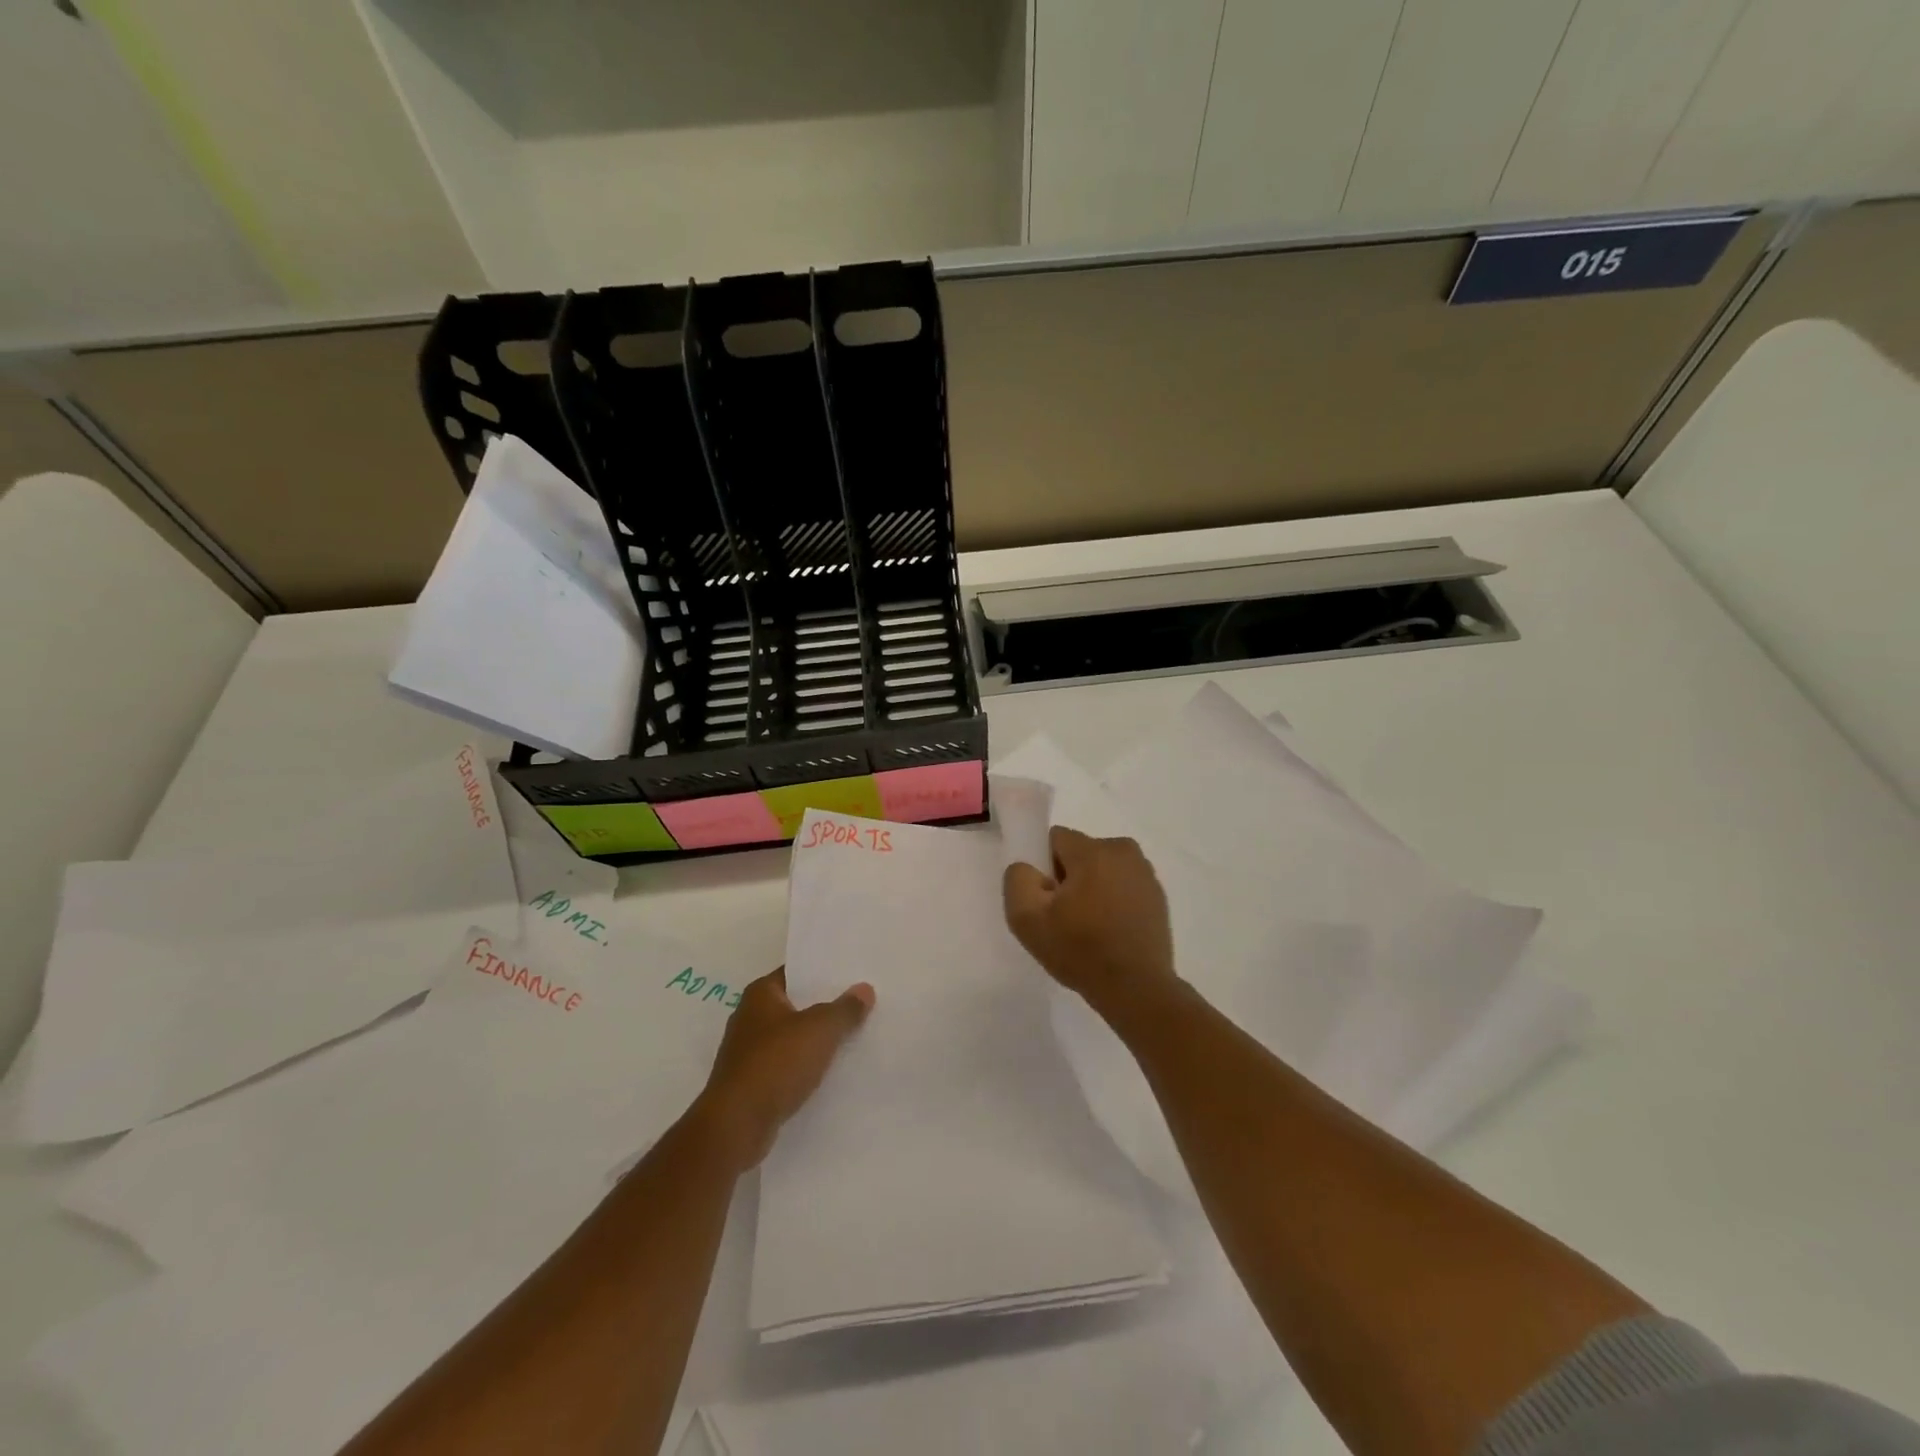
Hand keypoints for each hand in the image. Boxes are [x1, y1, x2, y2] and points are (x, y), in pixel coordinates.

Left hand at [690, 967, 873, 1169]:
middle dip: (824, 1006)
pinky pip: (786, 1066)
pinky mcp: (751, 1084)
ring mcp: (748, 1053)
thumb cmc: (776, 1064)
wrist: (736, 1126)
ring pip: (792, 1038)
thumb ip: (845, 1009)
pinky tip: (830, 1072)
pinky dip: (805, 1067)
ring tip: (853, 1037)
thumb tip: (864, 989)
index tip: (853, 974)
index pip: (796, 972)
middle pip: (796, 1005)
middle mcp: (750, 1017)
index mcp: (760, 994)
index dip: (824, 972)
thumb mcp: (820, 1030)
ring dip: (815, 1040)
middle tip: (861, 1004)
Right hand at [1003, 826, 1177, 1021]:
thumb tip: (1028, 868)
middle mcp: (1124, 851)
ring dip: (1091, 889)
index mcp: (1094, 850)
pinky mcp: (1158, 896)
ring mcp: (1146, 874)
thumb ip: (1018, 880)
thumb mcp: (1027, 919)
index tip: (1047, 900)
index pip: (1055, 839)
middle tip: (1065, 918)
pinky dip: (1113, 901)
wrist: (1136, 989)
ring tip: (1089, 929)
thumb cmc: (1080, 951)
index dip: (1043, 868)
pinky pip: (1122, 886)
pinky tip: (1110, 933)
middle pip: (1079, 853)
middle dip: (1068, 878)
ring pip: (1102, 869)